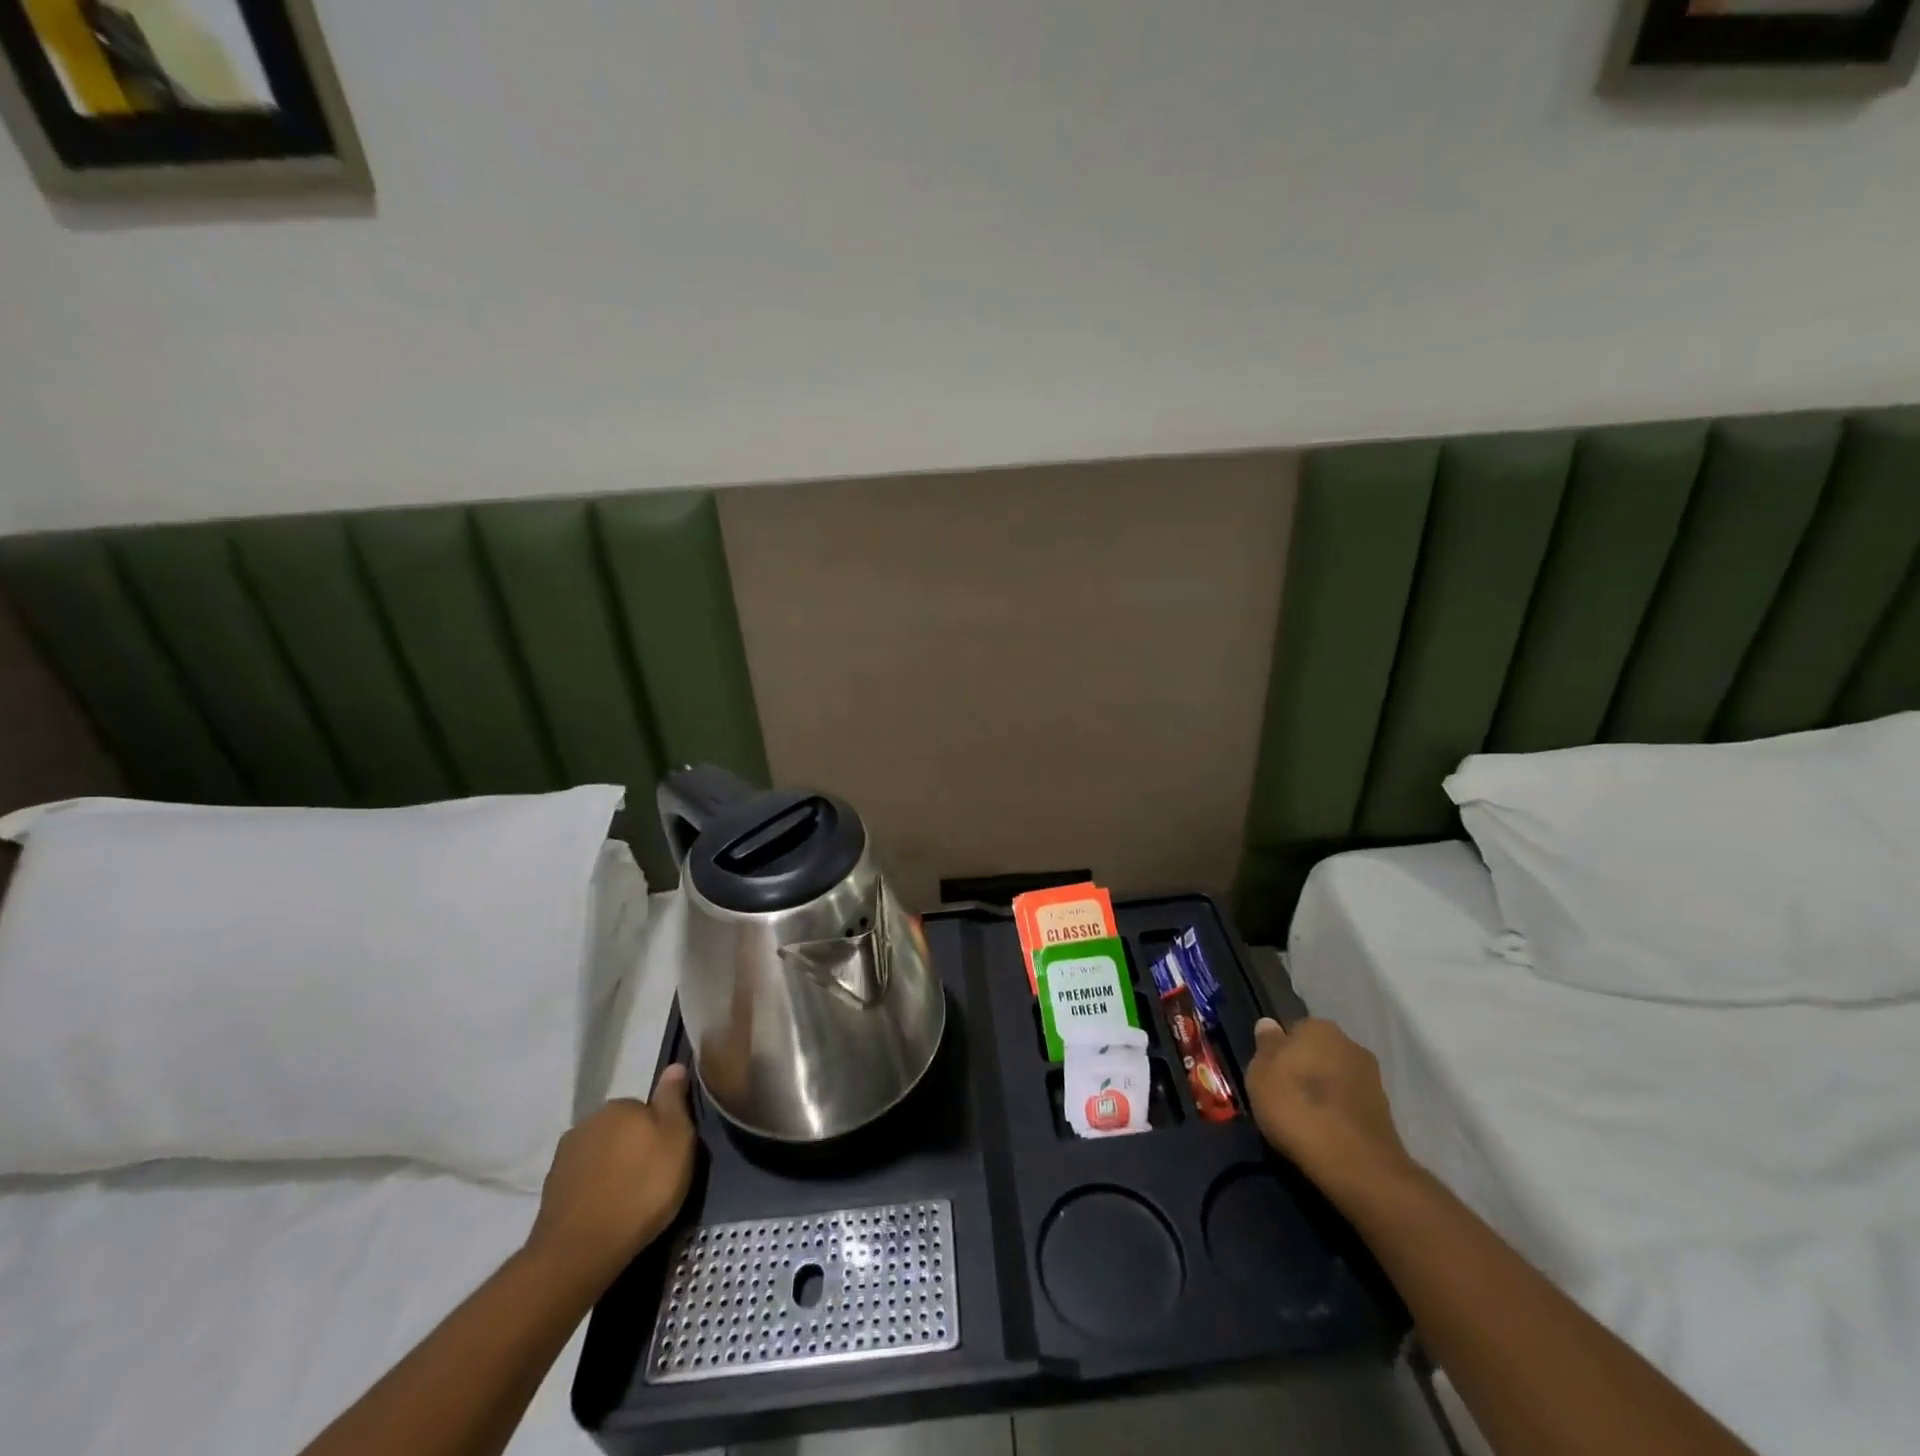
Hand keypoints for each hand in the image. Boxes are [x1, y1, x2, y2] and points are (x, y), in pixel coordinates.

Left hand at [524, 1064, 697, 1291]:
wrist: (580, 1251)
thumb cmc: (641, 1189)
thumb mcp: (677, 1139)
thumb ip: (674, 1100)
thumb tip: (674, 1066)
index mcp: (619, 1105)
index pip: (646, 1108)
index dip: (660, 1131)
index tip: (669, 1156)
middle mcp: (588, 1122)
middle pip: (621, 1129)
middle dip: (634, 1148)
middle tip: (652, 1179)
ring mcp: (564, 1157)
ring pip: (601, 1155)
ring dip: (613, 1169)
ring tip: (629, 1200)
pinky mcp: (551, 1191)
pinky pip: (584, 1181)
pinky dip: (595, 1191)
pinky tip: (607, 1213)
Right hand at [1245, 1017, 1417, 1210]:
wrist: (1355, 1164)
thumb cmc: (1296, 1107)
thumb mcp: (1261, 1074)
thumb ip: (1266, 1046)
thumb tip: (1269, 1024)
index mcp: (1319, 1027)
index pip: (1294, 1030)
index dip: (1280, 1052)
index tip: (1270, 1075)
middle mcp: (1351, 1045)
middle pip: (1319, 1053)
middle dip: (1306, 1070)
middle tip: (1285, 1096)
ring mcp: (1373, 1080)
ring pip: (1337, 1079)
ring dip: (1325, 1093)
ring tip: (1305, 1121)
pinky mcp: (1386, 1114)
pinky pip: (1351, 1106)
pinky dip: (1340, 1115)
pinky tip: (1326, 1134)